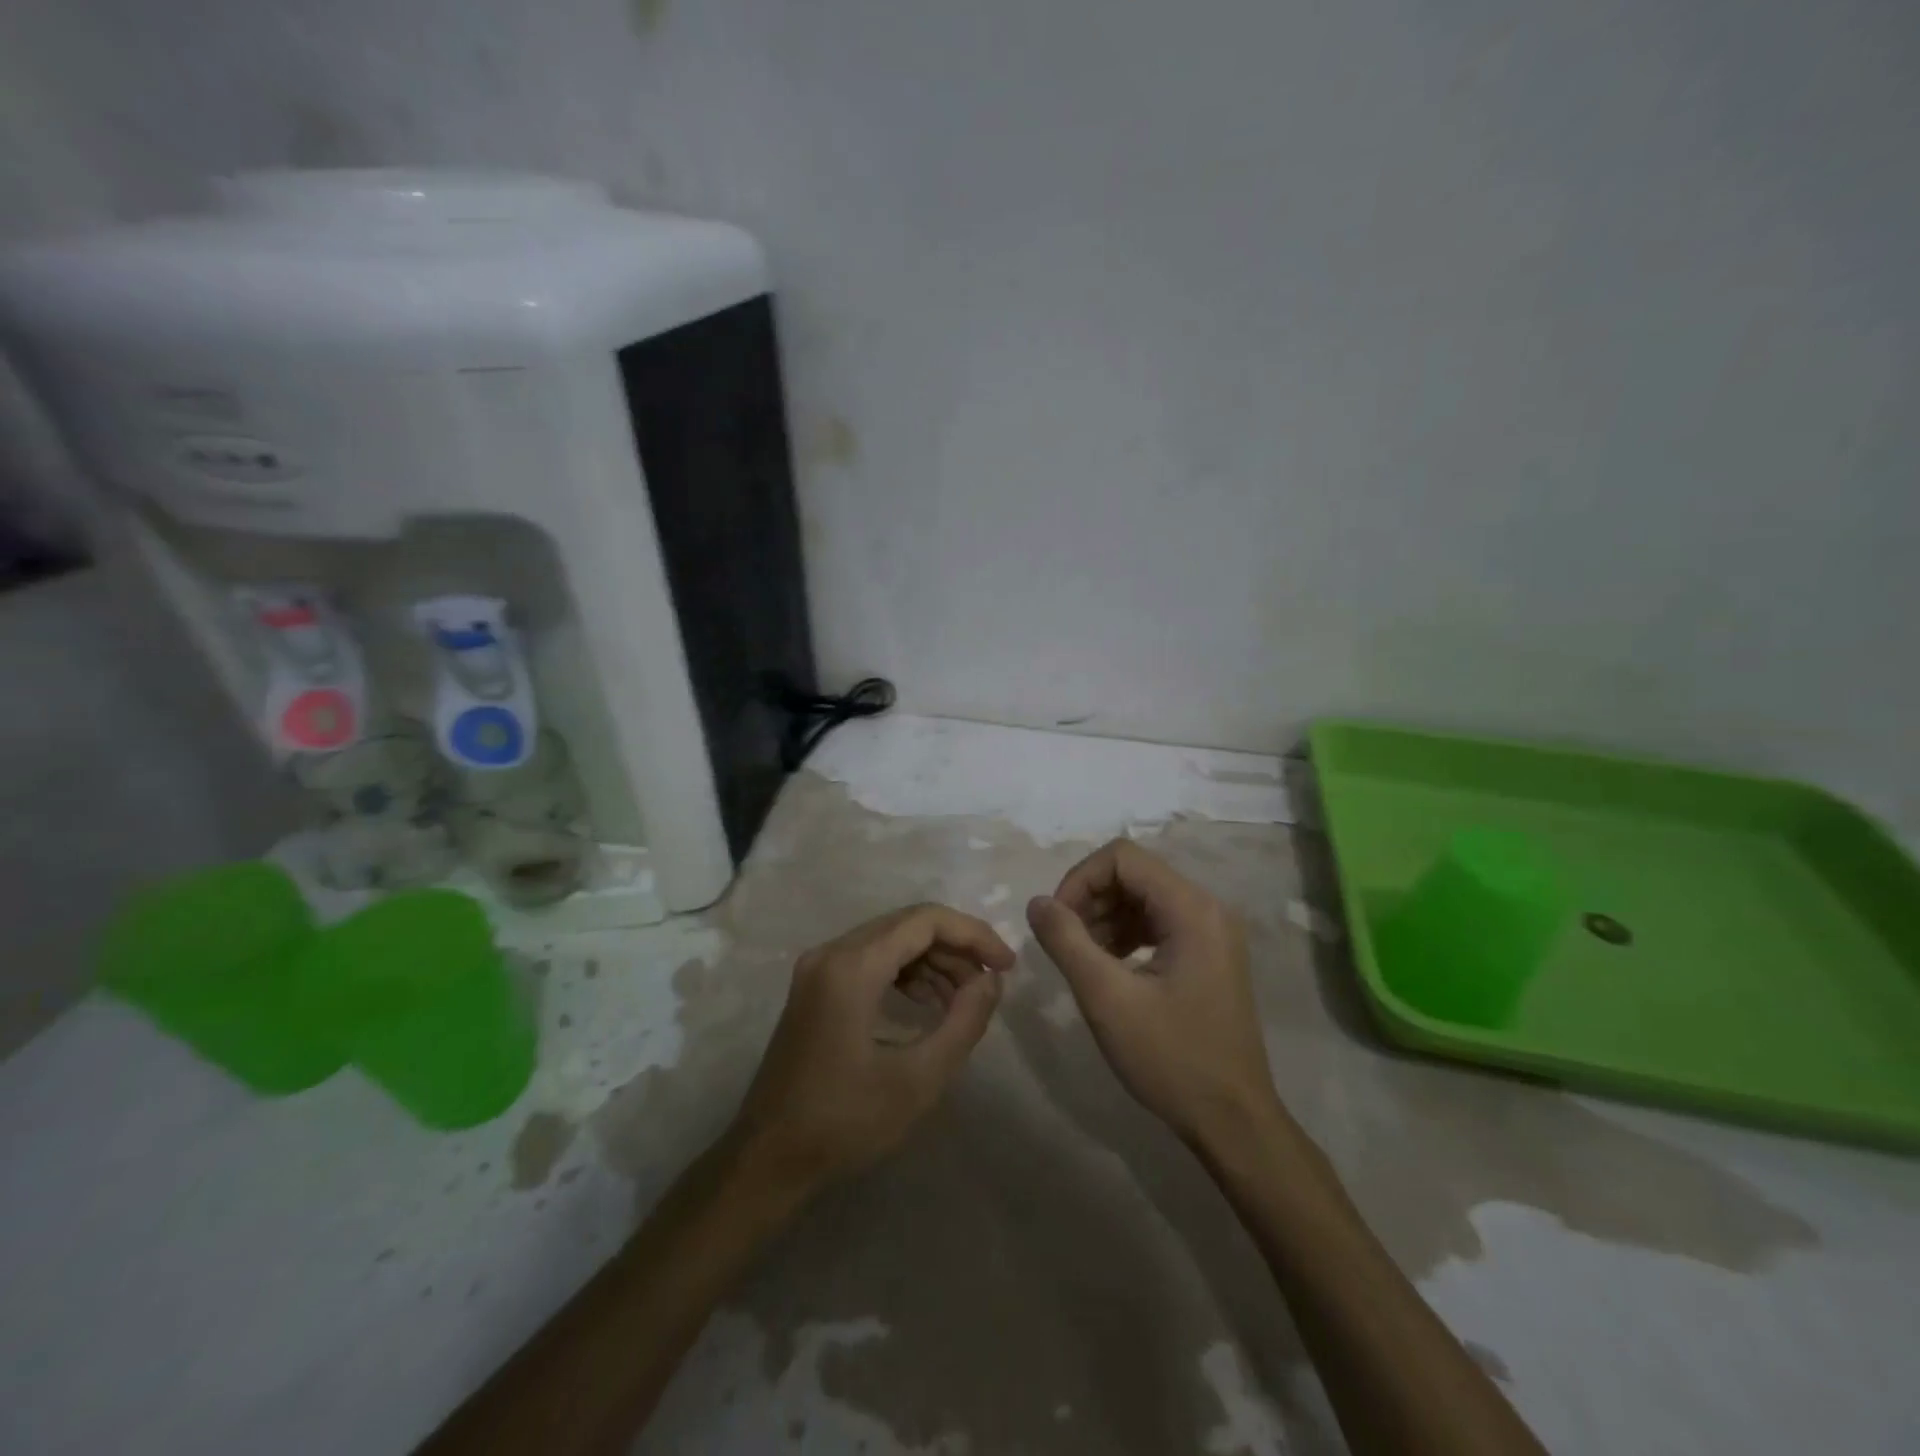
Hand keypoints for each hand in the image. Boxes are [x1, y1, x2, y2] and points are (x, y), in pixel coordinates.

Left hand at [730, 904, 1014, 1191]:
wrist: (768, 1158)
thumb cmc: (845, 1122)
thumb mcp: (918, 1079)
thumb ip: (964, 1022)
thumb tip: (991, 981)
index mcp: (852, 966)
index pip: (925, 921)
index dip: (973, 935)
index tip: (1006, 965)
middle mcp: (832, 952)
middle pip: (908, 925)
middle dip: (956, 948)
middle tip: (989, 985)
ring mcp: (819, 967)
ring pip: (890, 939)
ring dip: (933, 960)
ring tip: (964, 999)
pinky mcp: (816, 985)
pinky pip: (871, 958)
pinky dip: (906, 971)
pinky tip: (927, 1003)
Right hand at [1027, 839, 1278, 1144]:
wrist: (1233, 1121)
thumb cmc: (1171, 1059)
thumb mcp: (1107, 999)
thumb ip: (1066, 941)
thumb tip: (1037, 902)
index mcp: (1191, 908)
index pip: (1122, 858)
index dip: (1080, 879)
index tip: (1056, 921)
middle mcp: (1207, 908)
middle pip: (1134, 874)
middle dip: (1091, 898)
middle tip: (1064, 941)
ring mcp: (1211, 931)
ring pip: (1143, 897)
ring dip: (1105, 917)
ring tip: (1081, 957)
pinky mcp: (1208, 954)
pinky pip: (1158, 922)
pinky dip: (1125, 934)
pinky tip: (1107, 966)